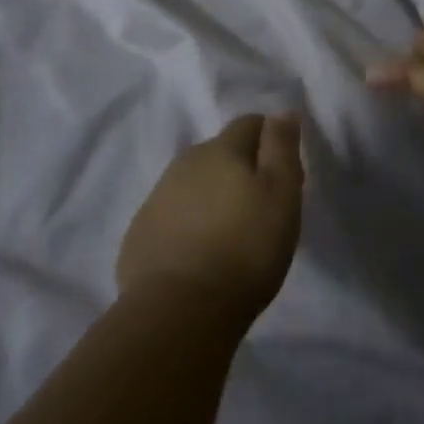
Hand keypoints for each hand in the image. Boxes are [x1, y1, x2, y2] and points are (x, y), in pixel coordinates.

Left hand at [116, 114, 304, 322]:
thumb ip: (282, 147)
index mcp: (221, 149)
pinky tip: (197, 255)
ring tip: (228, 233)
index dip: (270, 140)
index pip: (249, 123)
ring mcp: (157, 198)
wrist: (179, 311)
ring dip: (211, 196)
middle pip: (219, 153)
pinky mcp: (139, 235)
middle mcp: (185, 163)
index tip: (284, 172)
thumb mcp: (281, 193)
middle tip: (259, 207)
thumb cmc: (245, 248)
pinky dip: (186, 224)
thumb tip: (281, 111)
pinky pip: (170, 216)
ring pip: (192, 183)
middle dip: (239, 168)